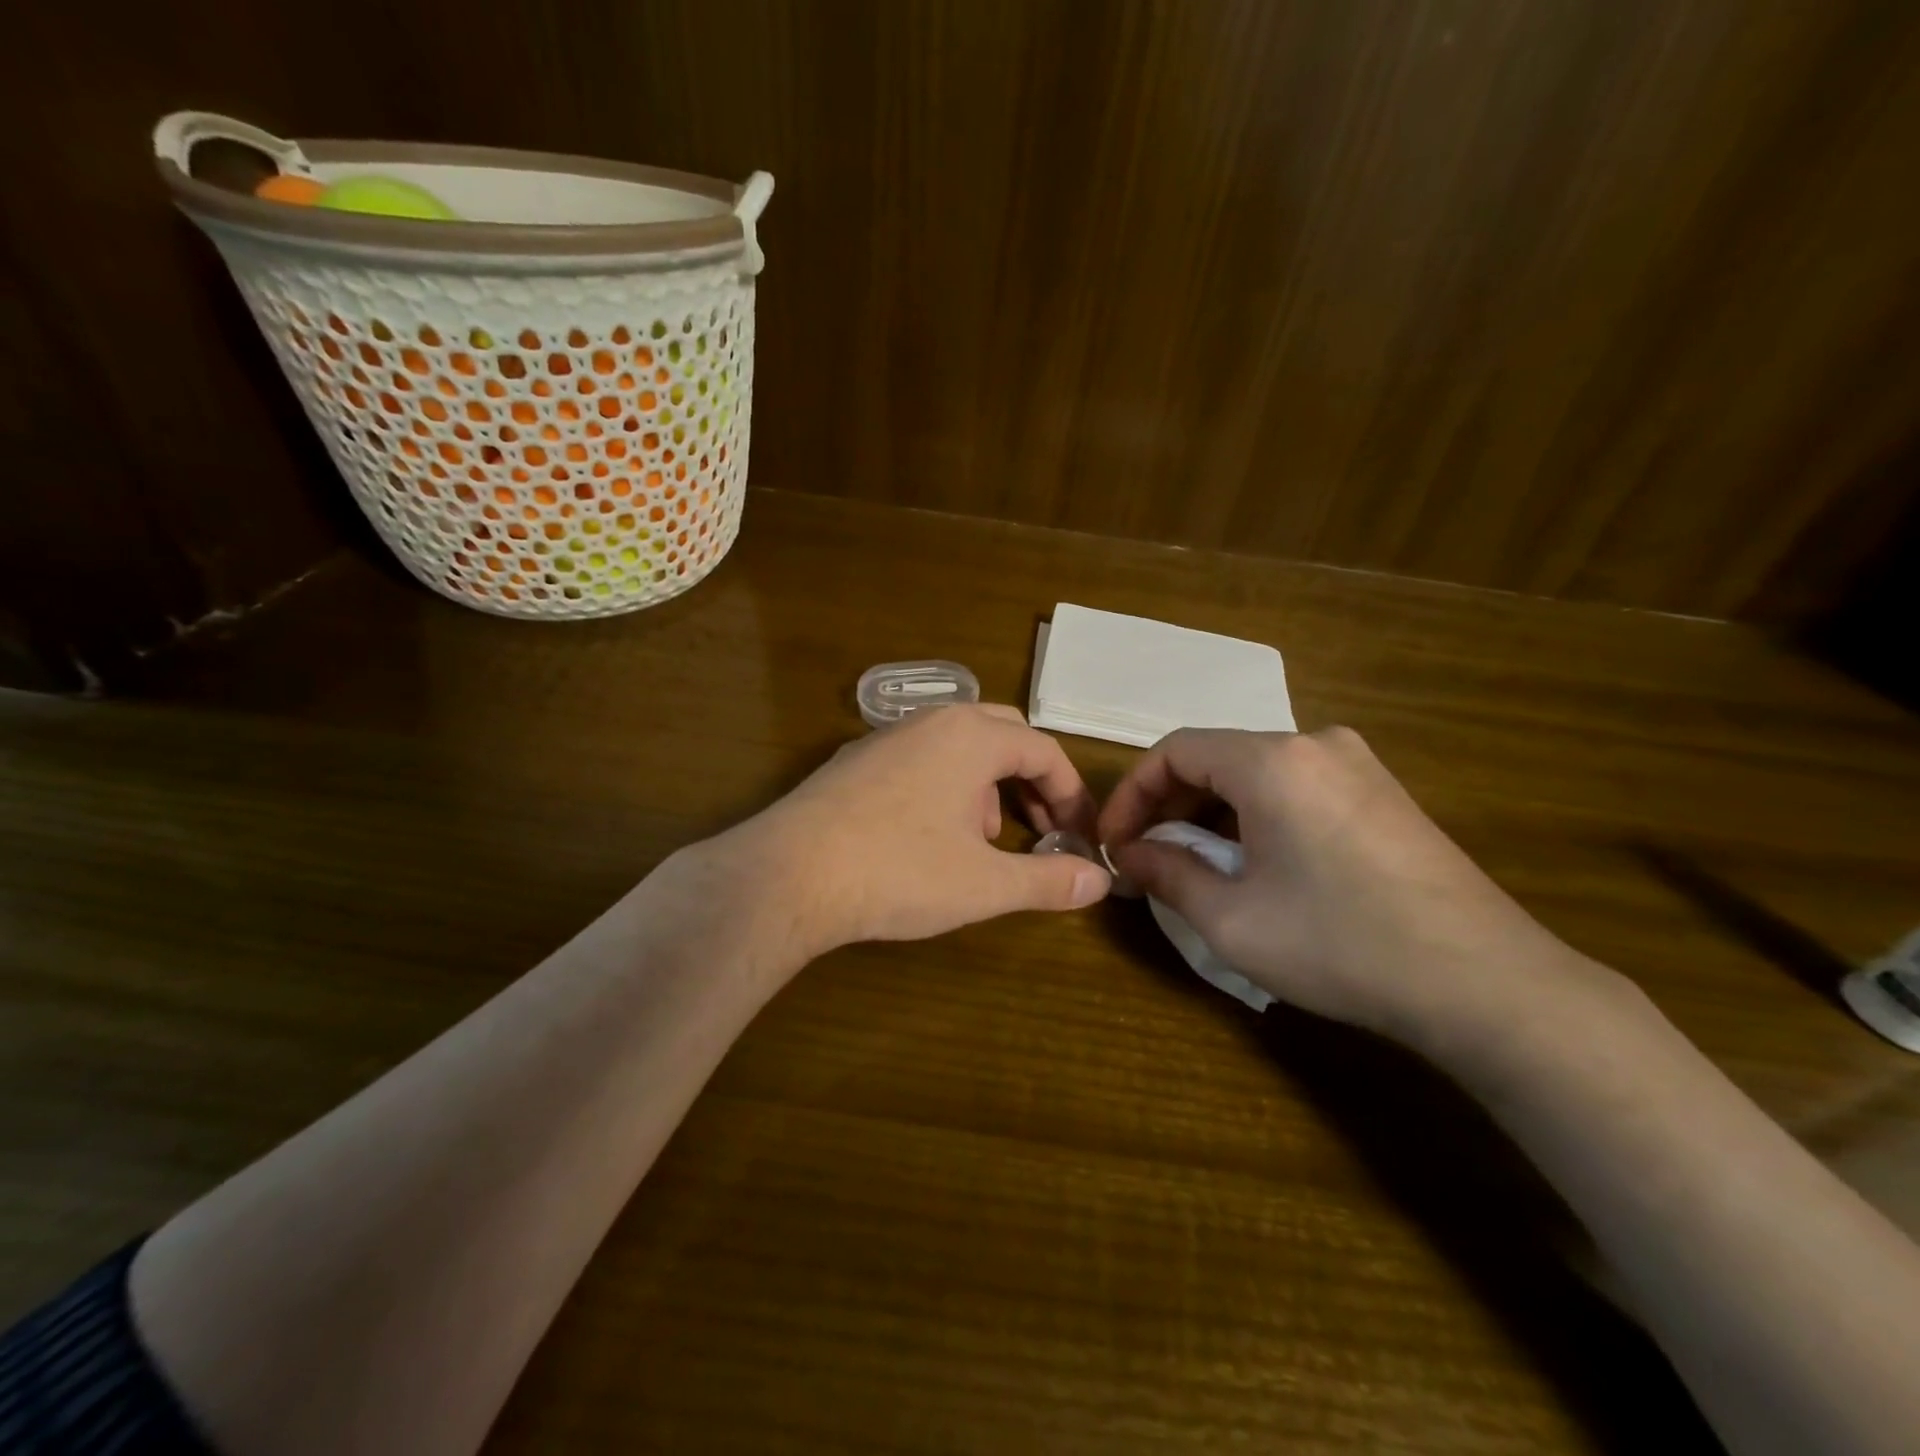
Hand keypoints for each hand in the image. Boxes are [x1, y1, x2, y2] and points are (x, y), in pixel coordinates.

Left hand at [724, 704, 1109, 959]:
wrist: (788, 875)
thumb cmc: (899, 872)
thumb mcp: (985, 884)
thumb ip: (1049, 880)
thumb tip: (1101, 880)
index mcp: (971, 737)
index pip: (1043, 750)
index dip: (1071, 793)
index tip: (1081, 834)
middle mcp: (930, 722)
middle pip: (1003, 735)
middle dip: (1031, 780)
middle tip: (1043, 826)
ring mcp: (886, 738)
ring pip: (957, 746)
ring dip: (987, 784)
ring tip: (988, 838)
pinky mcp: (853, 762)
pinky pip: (919, 760)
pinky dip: (945, 787)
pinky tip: (930, 837)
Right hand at [1099, 726, 1607, 1050]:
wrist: (1488, 984)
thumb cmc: (1343, 946)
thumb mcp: (1233, 919)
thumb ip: (1166, 874)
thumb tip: (1128, 854)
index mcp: (1273, 760)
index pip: (1174, 750)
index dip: (1131, 794)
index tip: (1115, 843)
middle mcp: (1315, 743)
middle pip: (1215, 756)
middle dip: (1169, 805)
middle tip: (1147, 857)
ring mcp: (1357, 764)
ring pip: (1254, 771)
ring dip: (1211, 811)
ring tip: (1195, 864)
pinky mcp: (1382, 792)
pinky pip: (1295, 786)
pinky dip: (1255, 814)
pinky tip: (1255, 862)